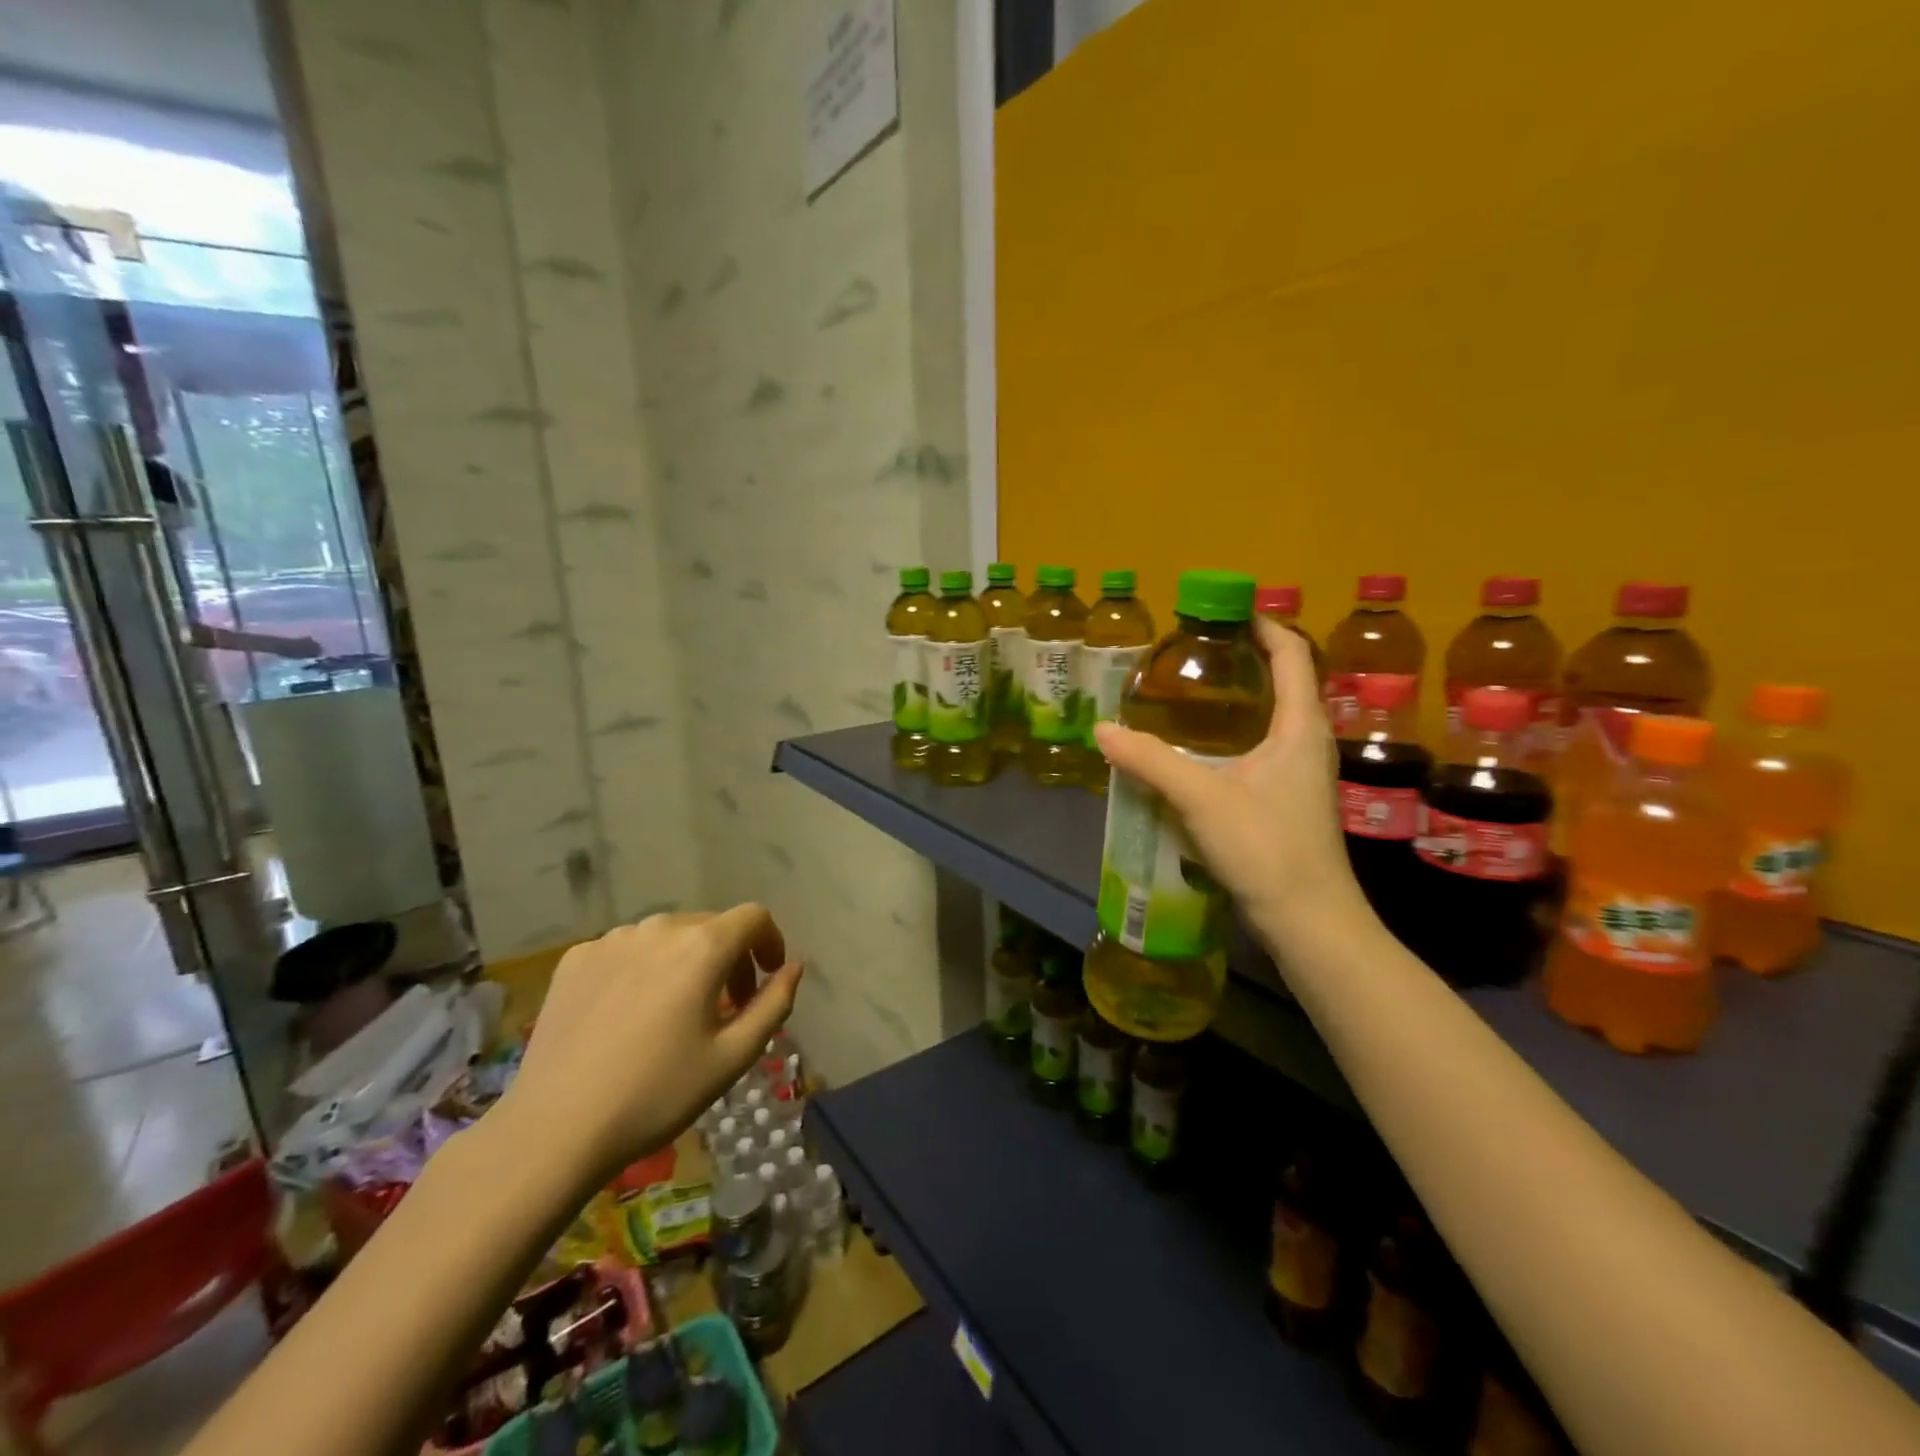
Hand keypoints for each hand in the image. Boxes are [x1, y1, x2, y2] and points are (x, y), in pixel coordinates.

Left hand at [492, 906, 801, 1187]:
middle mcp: (659, 928)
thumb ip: (774, 1003)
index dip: (771, 942)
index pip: (754, 917)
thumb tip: (794, 967)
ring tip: (675, 1012)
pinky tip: (628, 1014)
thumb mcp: (733, 1056)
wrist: (555, 1129)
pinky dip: (642, 969)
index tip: (767, 978)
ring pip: (667, 936)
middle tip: (727, 1007)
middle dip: (730, 957)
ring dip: (686, 962)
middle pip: (711, 926)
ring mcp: (611, 940)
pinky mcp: (575, 958)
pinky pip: (626, 950)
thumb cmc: (657, 1094)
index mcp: (702, 947)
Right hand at [1092, 620, 1369, 952]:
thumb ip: (1150, 762)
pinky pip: (1264, 750)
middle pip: (1285, 683)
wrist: (1309, 920)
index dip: (1265, 627)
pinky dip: (1236, 736)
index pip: (1292, 656)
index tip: (1228, 611)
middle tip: (1196, 653)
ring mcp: (1302, 775)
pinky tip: (1201, 754)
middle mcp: (1308, 743)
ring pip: (1274, 720)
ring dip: (1240, 701)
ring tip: (1193, 695)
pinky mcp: (1290, 802)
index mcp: (1300, 727)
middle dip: (1246, 661)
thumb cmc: (1267, 848)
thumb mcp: (1202, 798)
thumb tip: (1102, 731)